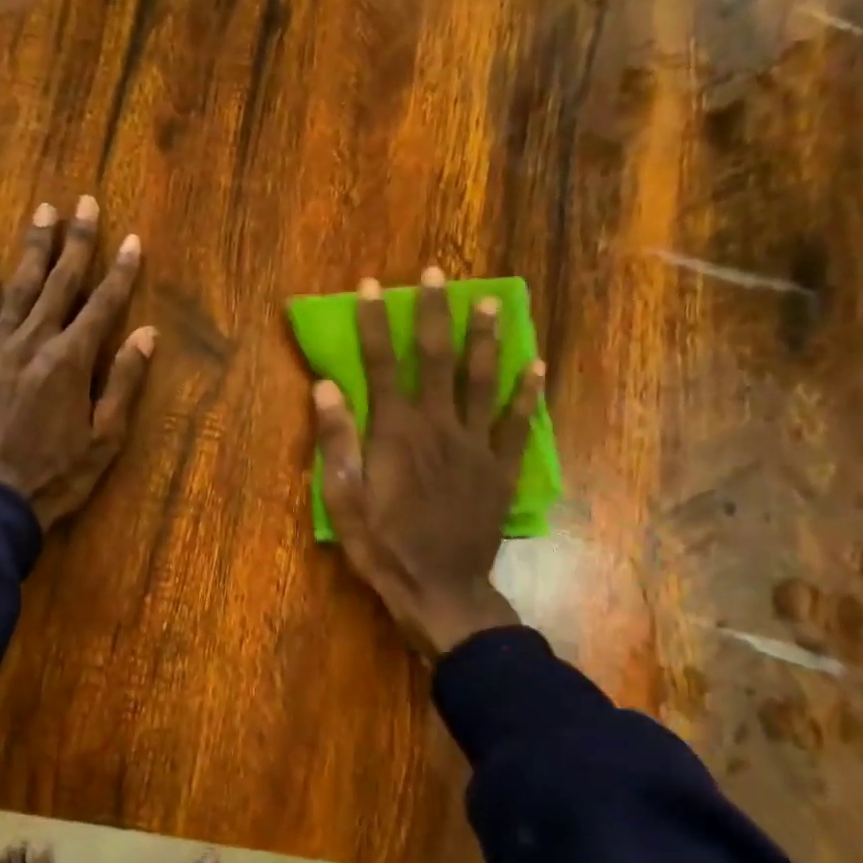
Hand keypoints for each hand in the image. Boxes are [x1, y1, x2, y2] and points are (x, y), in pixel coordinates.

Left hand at [0, 196, 156, 530]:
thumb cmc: (55, 477)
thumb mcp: (103, 440)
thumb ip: (122, 384)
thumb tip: (146, 335)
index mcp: (70, 363)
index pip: (102, 307)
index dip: (119, 272)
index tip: (131, 239)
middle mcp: (33, 343)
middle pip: (59, 284)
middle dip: (76, 242)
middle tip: (85, 202)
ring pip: (17, 288)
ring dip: (33, 247)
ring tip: (43, 211)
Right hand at [311, 268, 544, 658]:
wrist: (439, 589)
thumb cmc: (382, 545)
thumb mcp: (343, 499)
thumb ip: (337, 440)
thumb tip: (326, 386)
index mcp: (396, 431)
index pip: (383, 363)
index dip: (376, 322)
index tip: (371, 286)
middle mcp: (439, 425)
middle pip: (439, 357)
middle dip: (435, 312)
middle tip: (438, 273)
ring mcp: (476, 445)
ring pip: (483, 380)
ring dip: (486, 338)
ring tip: (491, 302)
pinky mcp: (500, 468)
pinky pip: (517, 423)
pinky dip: (527, 394)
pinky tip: (536, 366)